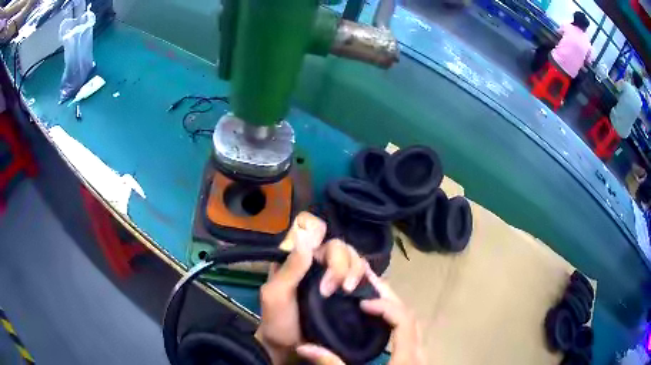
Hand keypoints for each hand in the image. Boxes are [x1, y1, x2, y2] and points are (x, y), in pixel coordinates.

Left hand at [255, 212, 366, 363]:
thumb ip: (289, 268)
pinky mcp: (347, 290)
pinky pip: (362, 274)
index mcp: (296, 258)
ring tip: (347, 292)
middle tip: (333, 290)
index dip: (320, 234)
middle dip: (340, 265)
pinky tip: (362, 289)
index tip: (321, 256)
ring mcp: (333, 276)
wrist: (292, 349)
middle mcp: (316, 262)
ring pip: (353, 257)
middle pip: (338, 246)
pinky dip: (364, 278)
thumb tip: (306, 236)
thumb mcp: (276, 295)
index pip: (312, 231)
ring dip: (354, 272)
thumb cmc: (279, 322)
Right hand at [296, 265, 424, 364]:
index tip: (362, 302)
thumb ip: (331, 364)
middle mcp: (418, 351)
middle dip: (389, 298)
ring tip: (371, 296)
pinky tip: (378, 321)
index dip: (386, 306)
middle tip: (366, 283)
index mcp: (407, 357)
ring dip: (392, 307)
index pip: (404, 320)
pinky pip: (408, 332)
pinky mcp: (413, 359)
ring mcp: (418, 355)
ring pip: (411, 323)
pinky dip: (394, 320)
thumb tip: (305, 347)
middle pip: (410, 316)